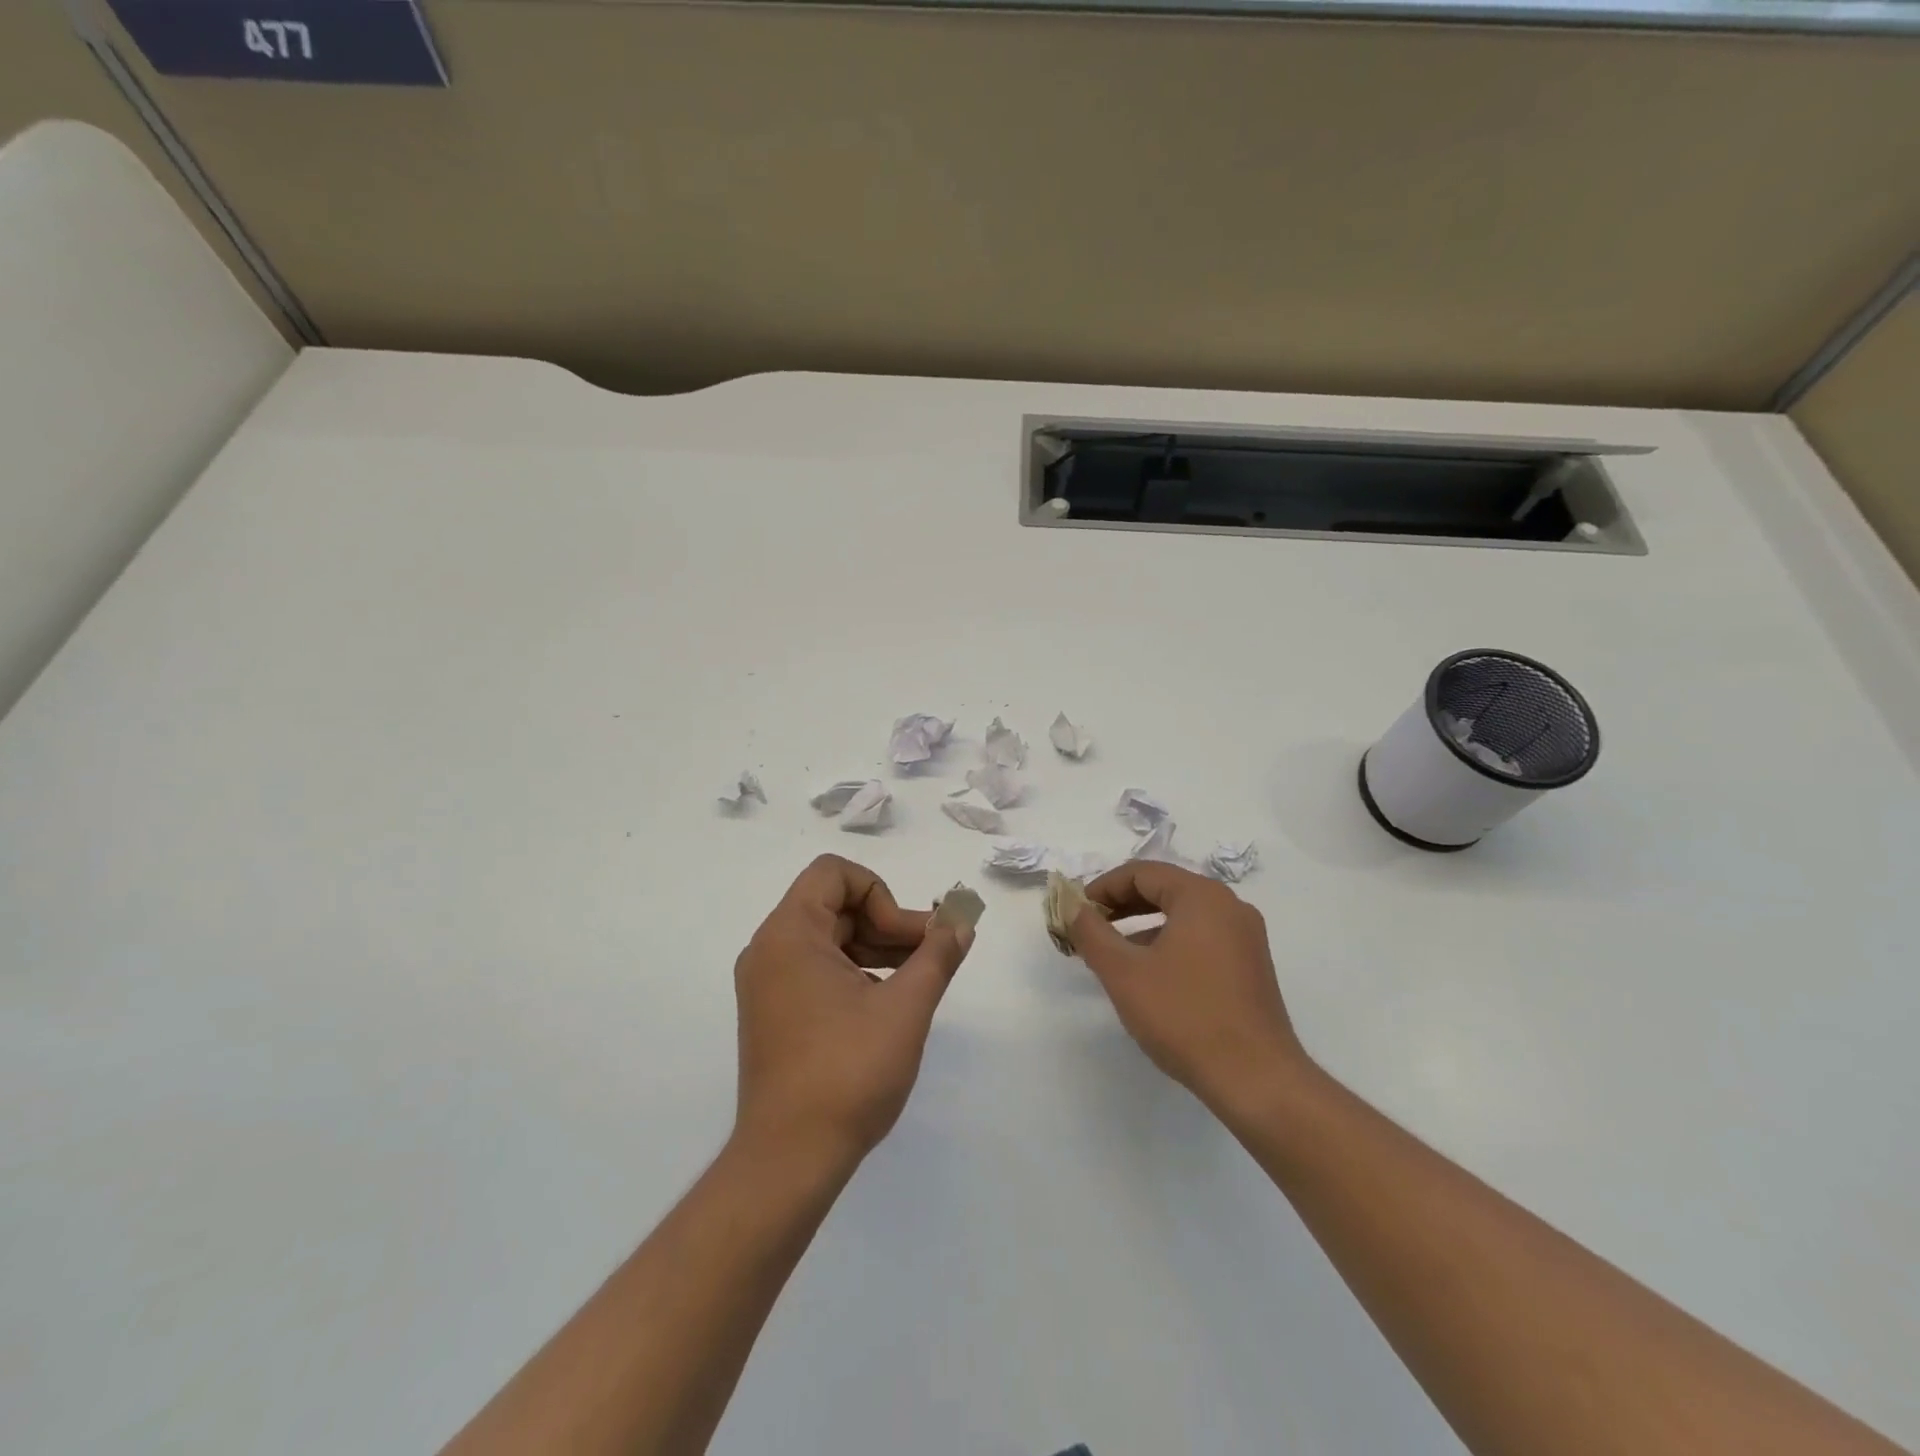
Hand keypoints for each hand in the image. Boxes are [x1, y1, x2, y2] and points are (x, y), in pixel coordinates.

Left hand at [733, 855, 973, 1170]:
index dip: (880, 894)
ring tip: (919, 978)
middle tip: (931, 955)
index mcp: (789, 935)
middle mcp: (769, 950)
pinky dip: (855, 971)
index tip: (905, 939)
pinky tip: (887, 1002)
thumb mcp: (905, 1008)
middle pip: (834, 904)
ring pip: (829, 938)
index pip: (834, 873)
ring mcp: (767, 984)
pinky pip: (817, 968)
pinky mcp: (773, 1013)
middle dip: (888, 922)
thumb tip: (962, 923)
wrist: (789, 1160)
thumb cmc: (848, 1072)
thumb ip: (937, 955)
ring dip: (876, 947)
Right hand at [1072, 862, 1310, 1113]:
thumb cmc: (1184, 1016)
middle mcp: (1229, 906)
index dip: (1103, 888)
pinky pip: (1202, 938)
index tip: (1077, 911)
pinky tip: (1151, 976)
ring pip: (1183, 915)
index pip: (1142, 872)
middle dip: (1122, 906)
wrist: (1256, 1080)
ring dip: (1144, 926)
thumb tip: (1073, 908)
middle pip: (1165, 889)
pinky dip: (1170, 944)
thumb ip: (1091, 933)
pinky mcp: (1251, 966)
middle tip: (1090, 929)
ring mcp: (1245, 937)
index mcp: (1202, 896)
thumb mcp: (1124, 973)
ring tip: (1114, 955)